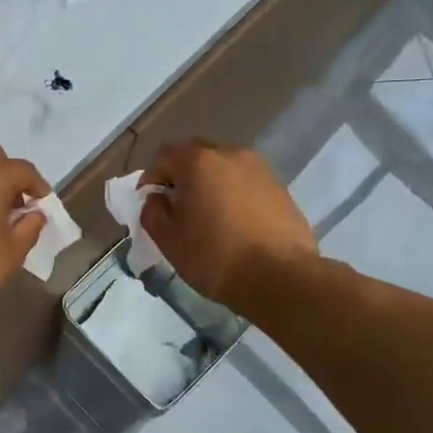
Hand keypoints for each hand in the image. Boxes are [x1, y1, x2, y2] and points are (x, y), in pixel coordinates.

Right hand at [141, 141, 318, 310]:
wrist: (281, 277)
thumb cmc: (214, 256)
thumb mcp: (168, 240)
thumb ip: (152, 212)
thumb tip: (158, 198)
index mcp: (198, 162)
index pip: (164, 156)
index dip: (152, 178)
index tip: (151, 204)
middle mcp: (230, 154)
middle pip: (197, 156)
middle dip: (182, 176)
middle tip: (178, 207)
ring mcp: (260, 169)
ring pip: (224, 168)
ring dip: (211, 184)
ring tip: (209, 216)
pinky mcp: (280, 188)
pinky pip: (247, 183)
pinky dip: (235, 195)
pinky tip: (235, 224)